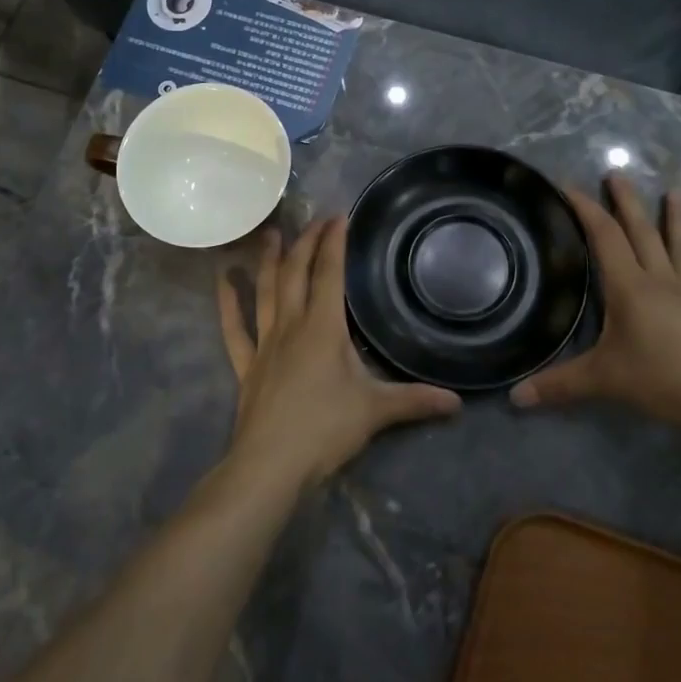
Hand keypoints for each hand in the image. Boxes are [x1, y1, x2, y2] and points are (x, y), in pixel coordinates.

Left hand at [218, 218, 460, 488]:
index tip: (339, 216)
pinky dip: (228, 303)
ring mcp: (264, 344)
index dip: (334, 243)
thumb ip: (415, 401)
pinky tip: (223, 280)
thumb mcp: (376, 411)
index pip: (330, 274)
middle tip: (314, 220)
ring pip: (265, 291)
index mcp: (323, 328)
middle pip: (296, 274)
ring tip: (270, 234)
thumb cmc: (324, 430)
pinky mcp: (246, 365)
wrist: (270, 465)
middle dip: (306, 243)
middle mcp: (291, 326)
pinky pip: (234, 328)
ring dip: (269, 261)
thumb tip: (457, 402)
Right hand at [513, 177, 680, 438]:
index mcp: (628, 287)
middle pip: (641, 233)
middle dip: (627, 202)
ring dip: (678, 219)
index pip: (604, 238)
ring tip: (677, 191)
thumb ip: (557, 385)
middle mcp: (660, 281)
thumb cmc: (656, 379)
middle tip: (617, 174)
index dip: (585, 209)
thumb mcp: (600, 380)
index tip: (568, 186)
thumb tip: (514, 398)